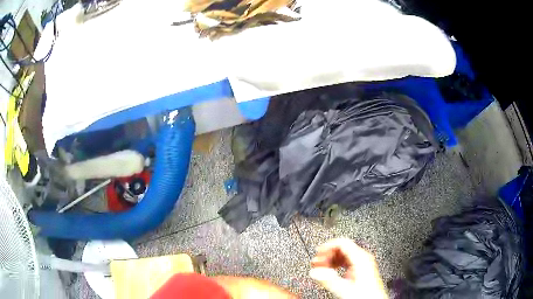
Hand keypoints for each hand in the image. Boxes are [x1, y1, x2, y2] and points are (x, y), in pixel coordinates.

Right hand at [309, 238, 386, 298]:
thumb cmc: (366, 295)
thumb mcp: (344, 288)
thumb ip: (328, 279)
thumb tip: (315, 271)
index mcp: (361, 258)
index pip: (342, 242)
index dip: (328, 246)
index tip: (318, 252)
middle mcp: (364, 258)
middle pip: (343, 248)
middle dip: (328, 254)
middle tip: (317, 262)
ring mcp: (363, 263)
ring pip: (344, 254)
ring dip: (331, 259)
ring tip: (321, 267)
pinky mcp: (362, 269)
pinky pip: (347, 262)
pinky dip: (337, 265)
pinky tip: (331, 272)